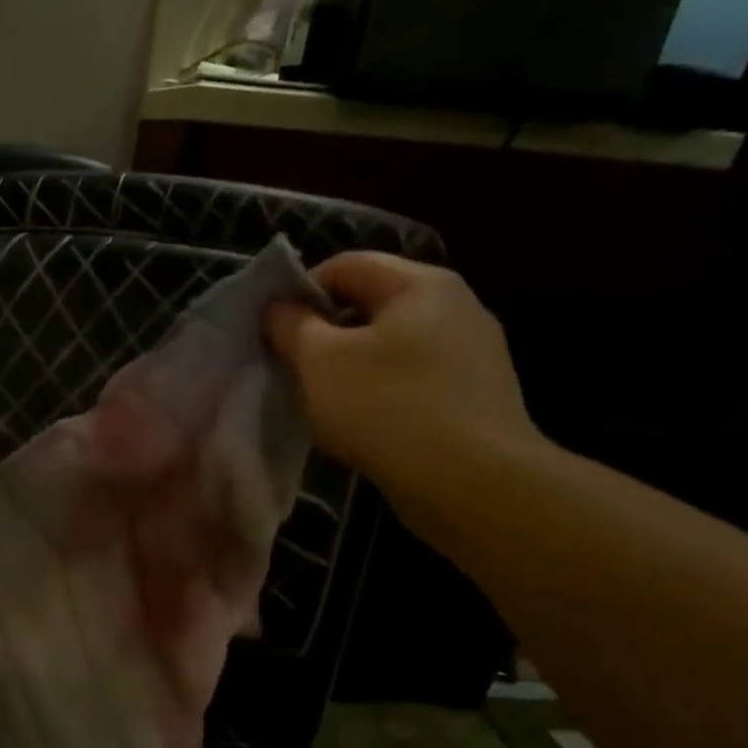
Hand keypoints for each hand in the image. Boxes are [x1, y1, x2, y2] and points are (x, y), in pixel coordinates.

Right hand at [265, 252, 541, 523]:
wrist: (472, 482)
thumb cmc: (386, 408)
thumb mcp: (319, 361)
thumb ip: (291, 325)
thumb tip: (279, 306)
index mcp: (420, 284)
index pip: (346, 265)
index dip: (300, 291)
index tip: (273, 332)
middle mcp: (455, 306)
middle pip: (369, 303)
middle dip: (323, 332)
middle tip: (291, 368)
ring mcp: (471, 352)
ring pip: (390, 345)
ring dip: (348, 366)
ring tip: (322, 402)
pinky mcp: (474, 394)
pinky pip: (412, 378)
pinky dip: (379, 392)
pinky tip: (362, 425)